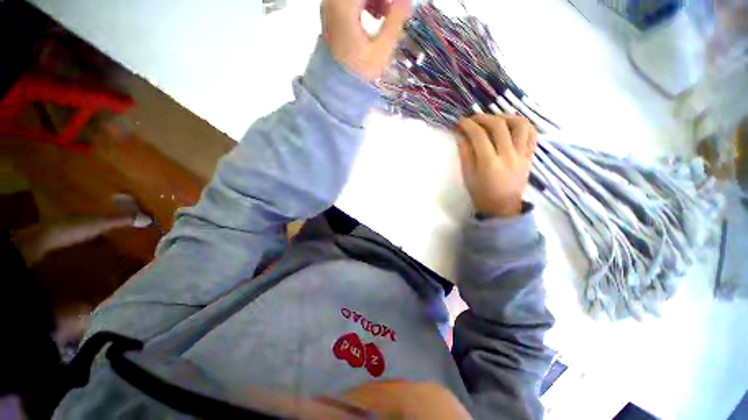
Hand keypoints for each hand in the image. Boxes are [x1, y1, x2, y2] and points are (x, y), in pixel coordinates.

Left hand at [321, 0, 411, 80]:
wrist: (336, 86)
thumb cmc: (359, 72)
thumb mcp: (381, 50)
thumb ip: (395, 21)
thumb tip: (407, 1)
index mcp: (345, 4)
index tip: (401, 5)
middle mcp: (334, 0)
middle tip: (395, 8)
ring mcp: (332, 5)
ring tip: (387, 13)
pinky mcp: (333, 11)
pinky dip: (367, 1)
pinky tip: (377, 15)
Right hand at [457, 114, 537, 218]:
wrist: (502, 207)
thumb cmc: (481, 193)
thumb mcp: (468, 175)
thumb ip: (465, 153)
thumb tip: (461, 134)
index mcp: (489, 163)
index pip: (479, 136)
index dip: (468, 125)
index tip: (460, 122)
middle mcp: (508, 155)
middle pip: (498, 126)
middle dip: (483, 118)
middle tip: (473, 119)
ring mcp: (522, 155)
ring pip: (520, 125)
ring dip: (505, 117)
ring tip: (494, 120)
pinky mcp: (530, 156)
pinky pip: (531, 134)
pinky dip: (522, 125)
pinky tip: (511, 126)